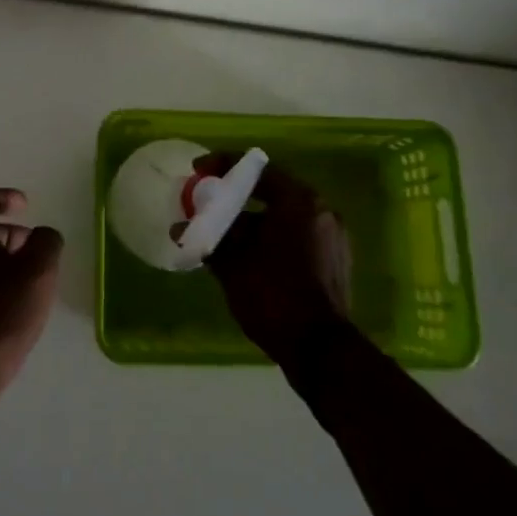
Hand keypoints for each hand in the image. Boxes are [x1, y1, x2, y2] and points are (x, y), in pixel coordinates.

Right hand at [200, 156, 351, 366]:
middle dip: (235, 199)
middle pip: (271, 193)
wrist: (320, 350)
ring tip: (220, 238)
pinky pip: (295, 238)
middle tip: (206, 206)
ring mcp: (332, 238)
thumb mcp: (232, 263)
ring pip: (283, 218)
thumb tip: (182, 226)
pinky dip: (270, 239)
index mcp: (300, 201)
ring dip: (250, 223)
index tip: (197, 172)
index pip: (257, 169)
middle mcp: (321, 211)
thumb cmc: (274, 295)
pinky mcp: (334, 262)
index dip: (222, 165)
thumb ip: (208, 237)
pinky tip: (246, 258)